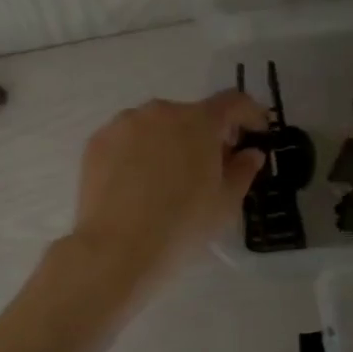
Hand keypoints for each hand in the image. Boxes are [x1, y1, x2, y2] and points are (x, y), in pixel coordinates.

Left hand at [69, 91, 267, 288]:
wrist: (116, 249)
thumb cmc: (181, 225)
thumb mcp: (225, 203)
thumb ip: (243, 170)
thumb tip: (250, 153)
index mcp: (199, 121)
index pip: (234, 102)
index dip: (250, 114)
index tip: (255, 133)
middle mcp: (161, 111)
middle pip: (192, 115)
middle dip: (206, 136)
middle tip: (210, 169)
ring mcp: (124, 124)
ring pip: (157, 126)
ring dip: (169, 143)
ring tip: (168, 181)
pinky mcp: (97, 142)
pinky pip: (128, 140)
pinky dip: (138, 153)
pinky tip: (137, 185)